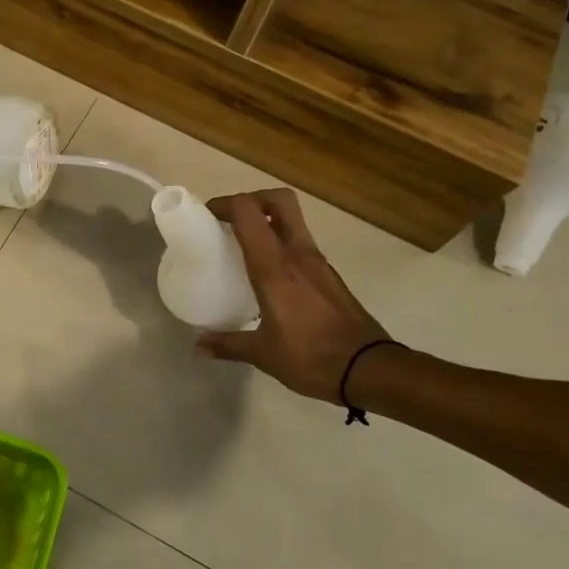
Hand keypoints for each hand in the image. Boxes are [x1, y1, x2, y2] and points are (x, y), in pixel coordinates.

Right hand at [196, 189, 389, 403]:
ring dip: (267, 222)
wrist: (369, 369)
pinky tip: (270, 274)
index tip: (207, 216)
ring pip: (292, 221)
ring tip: (245, 246)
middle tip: (231, 220)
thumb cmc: (311, 357)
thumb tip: (198, 345)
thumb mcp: (263, 354)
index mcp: (275, 267)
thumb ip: (228, 344)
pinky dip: (282, 245)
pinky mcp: (330, 276)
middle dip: (253, 200)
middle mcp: (298, 254)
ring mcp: (318, 263)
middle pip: (279, 200)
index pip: (249, 212)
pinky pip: (301, 245)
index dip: (225, 204)